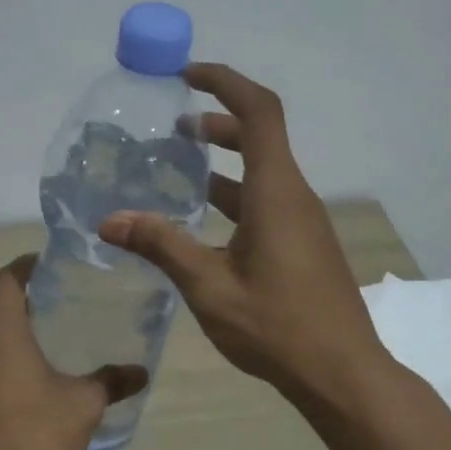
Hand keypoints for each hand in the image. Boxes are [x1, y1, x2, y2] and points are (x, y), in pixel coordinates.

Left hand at [0, 256, 147, 449]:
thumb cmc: (32, 434)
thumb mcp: (82, 405)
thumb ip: (110, 382)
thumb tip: (140, 371)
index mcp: (0, 331)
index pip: (7, 279)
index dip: (26, 266)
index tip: (49, 264)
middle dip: (24, 304)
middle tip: (59, 305)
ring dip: (11, 338)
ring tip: (46, 345)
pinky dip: (1, 366)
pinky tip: (26, 387)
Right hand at [98, 62, 385, 402]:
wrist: (341, 373)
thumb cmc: (276, 326)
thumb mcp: (209, 286)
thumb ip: (161, 246)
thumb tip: (110, 220)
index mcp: (276, 193)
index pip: (259, 112)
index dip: (225, 83)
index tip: (187, 76)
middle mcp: (293, 197)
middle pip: (261, 137)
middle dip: (219, 121)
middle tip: (176, 126)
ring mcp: (301, 222)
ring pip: (262, 173)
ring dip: (224, 161)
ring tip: (179, 167)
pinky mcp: (302, 245)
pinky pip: (266, 203)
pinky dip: (233, 196)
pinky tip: (201, 223)